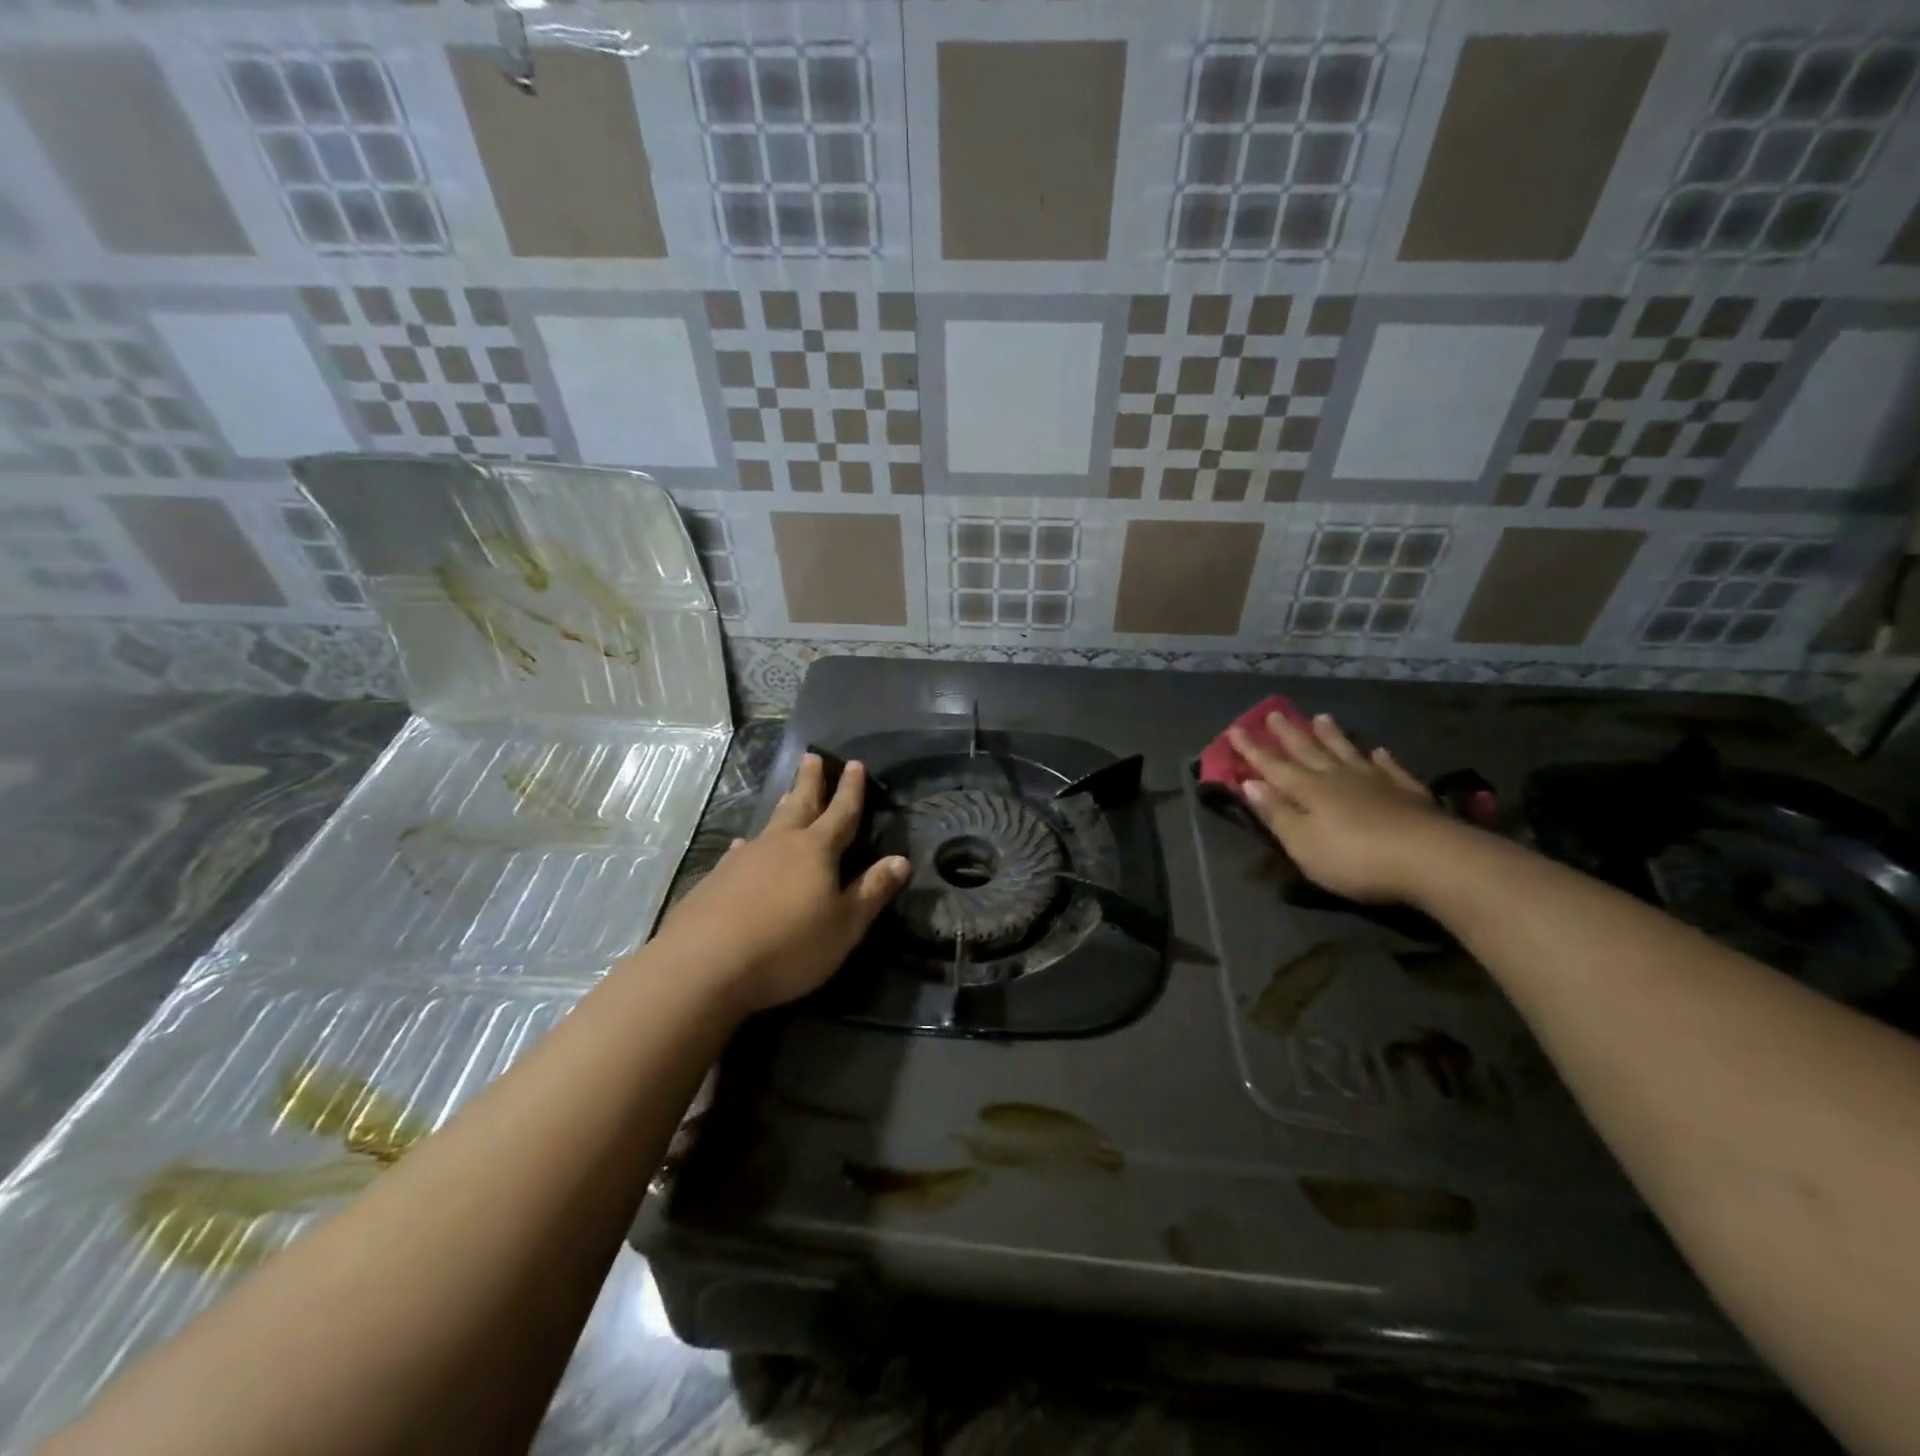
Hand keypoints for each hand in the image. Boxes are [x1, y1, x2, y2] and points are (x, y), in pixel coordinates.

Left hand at [652, 753, 908, 1014]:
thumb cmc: (788, 946)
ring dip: (783, 806)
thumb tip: (901, 860)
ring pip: (770, 823)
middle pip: (800, 804)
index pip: (841, 812)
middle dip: (811, 781)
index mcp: (817, 851)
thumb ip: (872, 891)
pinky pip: (740, 850)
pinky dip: (749, 844)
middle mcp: (780, 844)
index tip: (854, 764)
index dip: (851, 790)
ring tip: (788, 792)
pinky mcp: (716, 879)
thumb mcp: (844, 925)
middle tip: (812, 756)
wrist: (705, 964)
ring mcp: (744, 859)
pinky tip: (742, 845)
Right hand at [1229, 712, 1458, 904]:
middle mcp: (1338, 778)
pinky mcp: (1409, 794)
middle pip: (1308, 751)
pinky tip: (1378, 751)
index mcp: (1309, 790)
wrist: (1432, 859)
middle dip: (1288, 734)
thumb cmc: (1355, 858)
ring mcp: (1377, 782)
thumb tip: (1249, 782)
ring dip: (1332, 736)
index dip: (1252, 750)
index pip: (1273, 766)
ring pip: (1347, 752)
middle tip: (1273, 713)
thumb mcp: (1302, 843)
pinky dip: (1381, 758)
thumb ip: (1277, 813)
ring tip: (1321, 717)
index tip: (1234, 729)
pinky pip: (1390, 768)